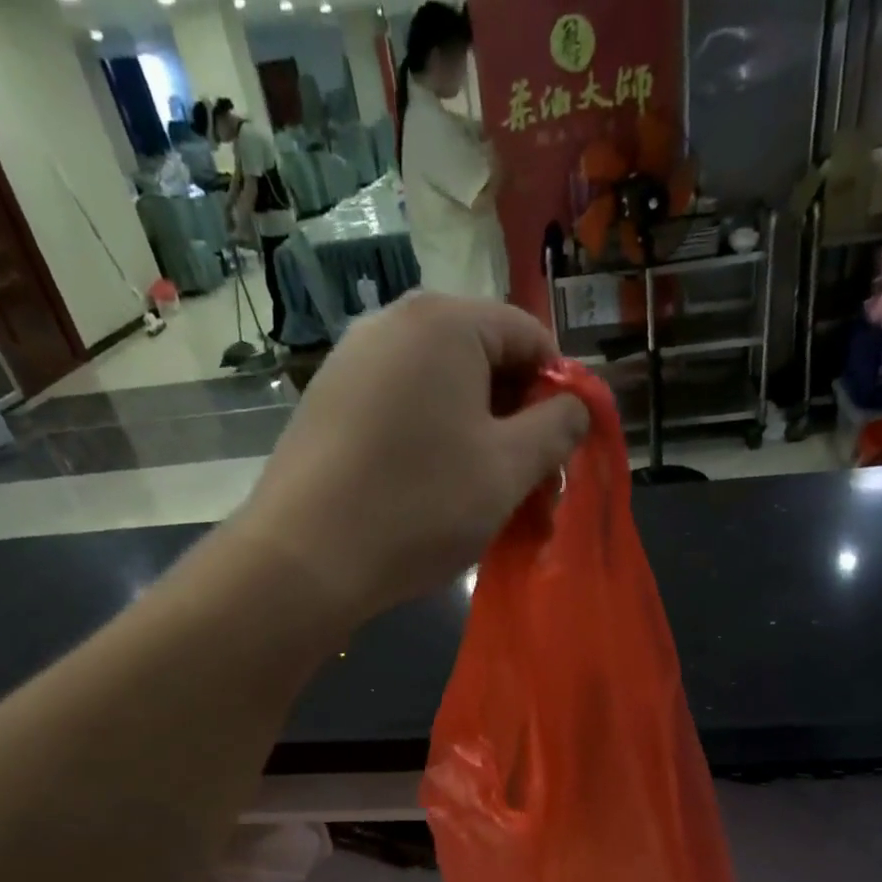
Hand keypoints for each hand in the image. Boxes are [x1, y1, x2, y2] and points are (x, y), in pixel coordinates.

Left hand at [234, 293, 587, 621]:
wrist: (305, 558)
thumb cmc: (421, 506)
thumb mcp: (509, 469)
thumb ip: (557, 427)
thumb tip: (576, 406)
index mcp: (444, 323)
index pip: (529, 335)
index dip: (559, 391)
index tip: (563, 449)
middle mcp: (392, 324)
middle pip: (482, 361)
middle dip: (516, 420)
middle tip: (529, 482)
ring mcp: (351, 362)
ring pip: (441, 392)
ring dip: (477, 438)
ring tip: (484, 496)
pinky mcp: (327, 404)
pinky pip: (402, 411)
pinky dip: (432, 443)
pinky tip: (432, 492)